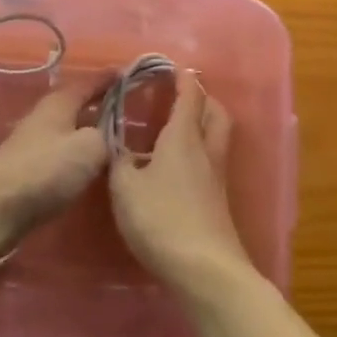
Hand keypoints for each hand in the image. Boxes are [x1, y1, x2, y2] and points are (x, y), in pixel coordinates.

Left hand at [0, 81, 109, 242]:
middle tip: (125, 109)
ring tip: (112, 139)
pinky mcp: (27, 168)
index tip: (129, 74)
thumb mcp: (90, 148)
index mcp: (60, 102)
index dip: (109, 78)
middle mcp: (44, 115)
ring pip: (69, 129)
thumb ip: (107, 137)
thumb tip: (109, 137)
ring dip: (88, 131)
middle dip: (100, 105)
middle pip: (77, 104)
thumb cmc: (46, 170)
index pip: (89, 82)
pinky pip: (61, 151)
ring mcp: (32, 142)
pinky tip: (87, 166)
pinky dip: (77, 153)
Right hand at [110, 74, 250, 296]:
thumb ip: (119, 162)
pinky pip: (213, 159)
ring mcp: (217, 175)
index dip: (182, 78)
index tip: (170, 68)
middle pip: (214, 110)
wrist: (204, 268)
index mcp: (184, 136)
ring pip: (218, 134)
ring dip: (204, 123)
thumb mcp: (126, 189)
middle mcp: (206, 148)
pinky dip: (201, 151)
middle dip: (201, 97)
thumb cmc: (162, 218)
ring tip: (179, 128)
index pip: (189, 94)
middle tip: (181, 96)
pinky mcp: (219, 199)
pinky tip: (180, 167)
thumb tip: (117, 147)